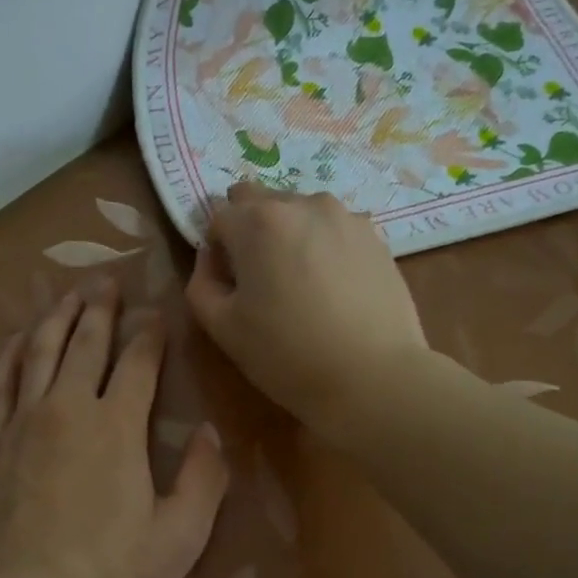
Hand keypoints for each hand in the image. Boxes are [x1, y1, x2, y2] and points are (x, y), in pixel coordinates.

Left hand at [0, 282, 228, 577]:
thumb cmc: (106, 570)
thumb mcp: (178, 536)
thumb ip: (204, 481)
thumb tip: (210, 433)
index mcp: (117, 426)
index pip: (138, 363)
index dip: (149, 334)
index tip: (155, 313)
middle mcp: (66, 408)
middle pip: (84, 343)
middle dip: (98, 307)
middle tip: (105, 279)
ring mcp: (20, 422)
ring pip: (36, 352)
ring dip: (53, 319)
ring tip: (64, 295)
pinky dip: (3, 357)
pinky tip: (10, 343)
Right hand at [186, 184, 428, 436]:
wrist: (373, 376)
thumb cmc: (286, 354)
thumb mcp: (222, 327)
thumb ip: (202, 281)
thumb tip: (212, 257)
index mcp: (258, 221)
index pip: (218, 215)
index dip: (216, 248)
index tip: (227, 281)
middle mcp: (302, 204)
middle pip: (260, 201)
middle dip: (250, 229)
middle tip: (259, 277)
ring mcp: (345, 217)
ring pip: (300, 212)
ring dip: (289, 234)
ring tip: (300, 281)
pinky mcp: (375, 236)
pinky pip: (334, 229)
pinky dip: (323, 246)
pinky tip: (332, 286)